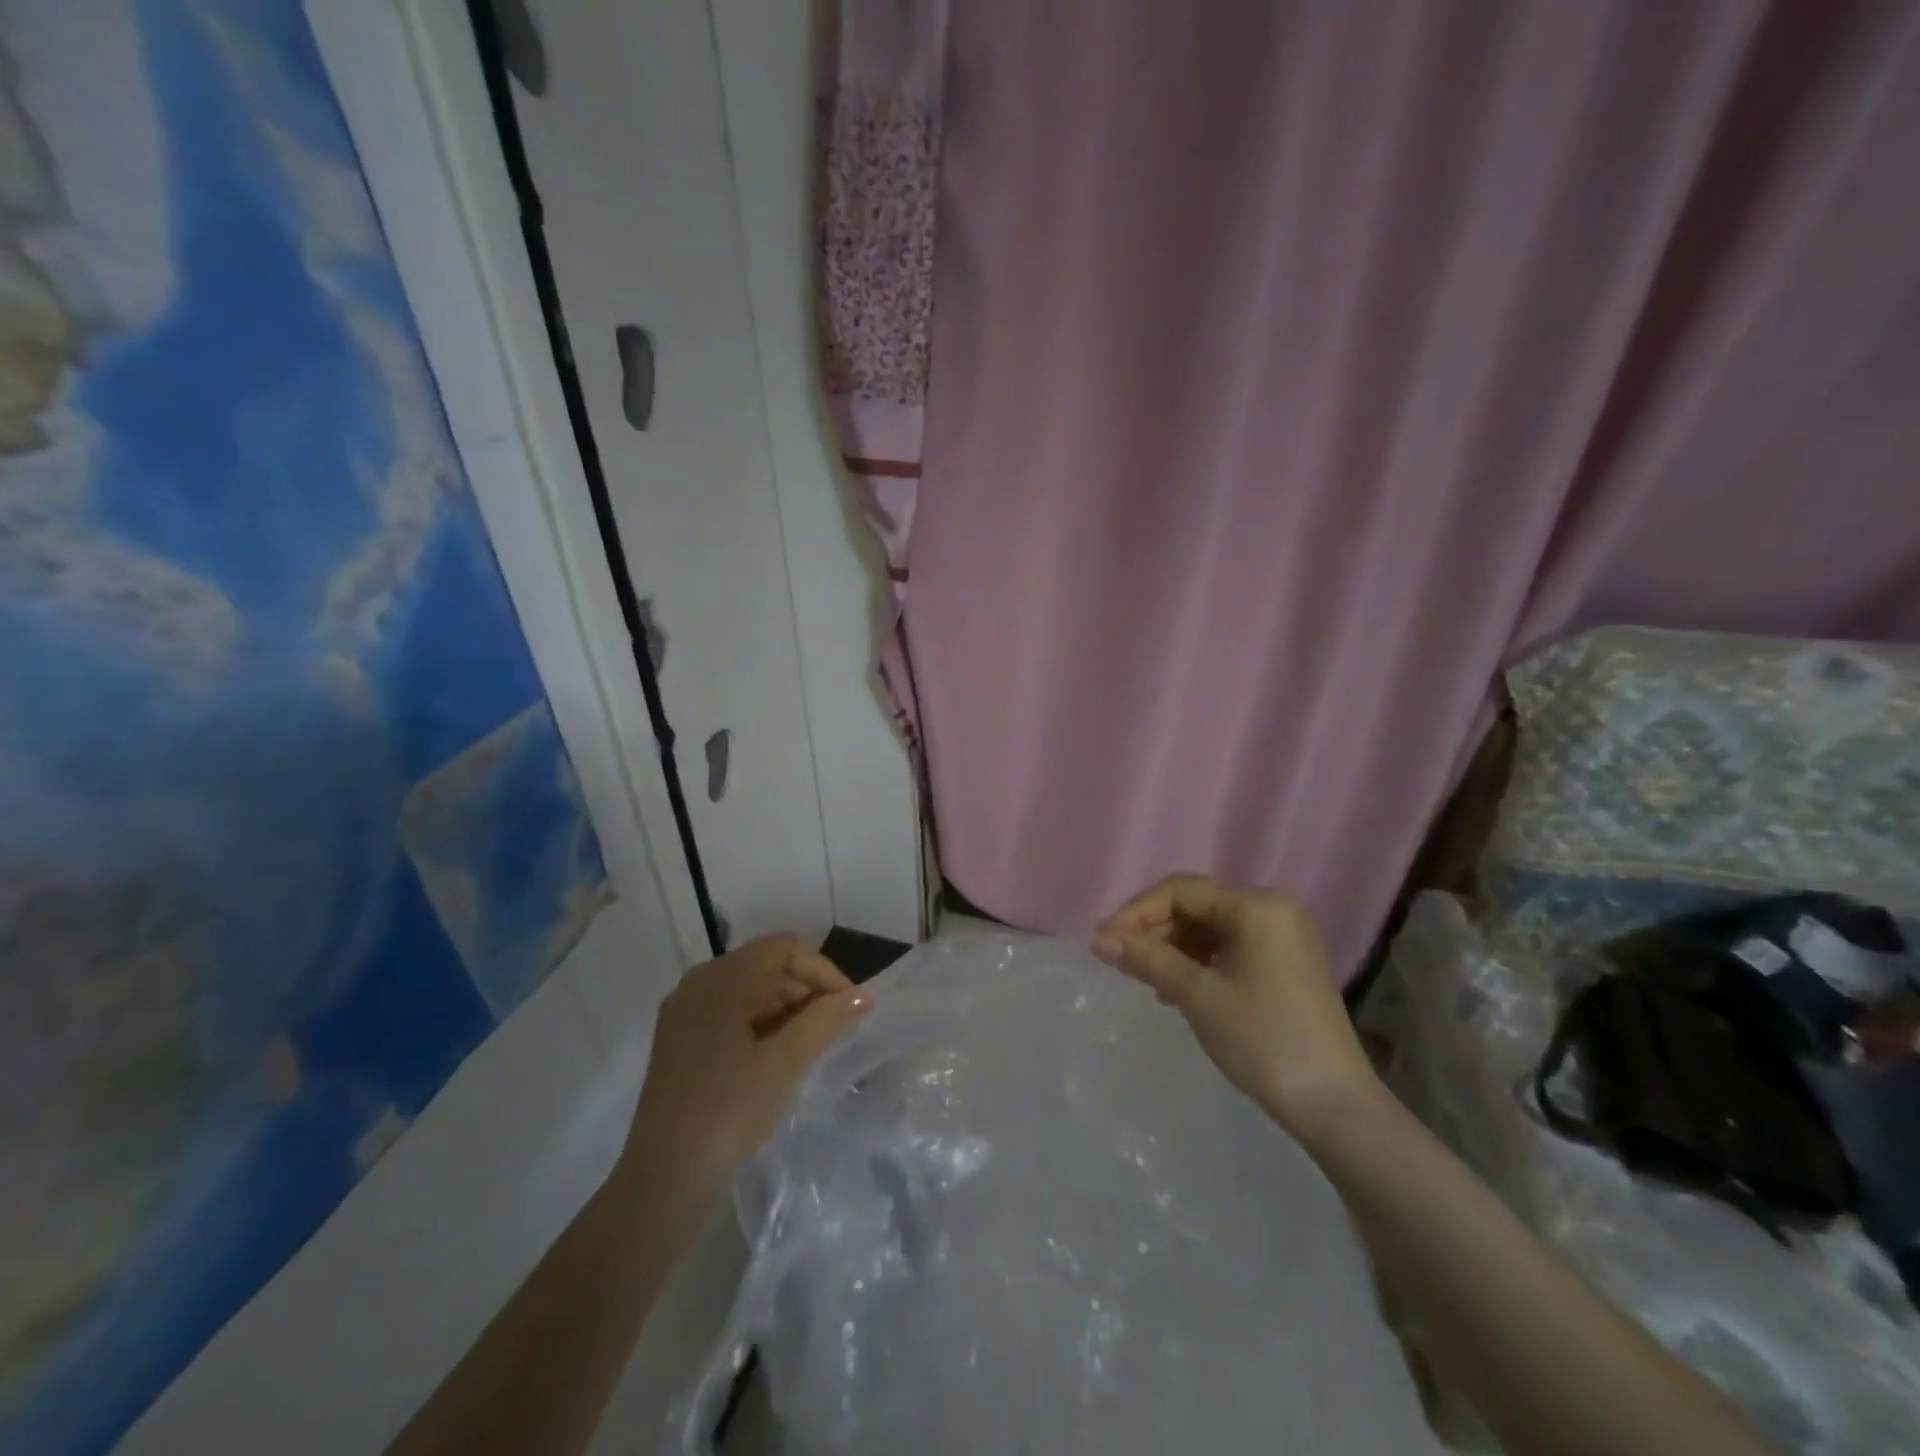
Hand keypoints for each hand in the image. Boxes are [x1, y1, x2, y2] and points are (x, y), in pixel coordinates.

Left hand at [620, 935, 867, 1201]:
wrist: (664, 1179)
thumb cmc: (730, 1109)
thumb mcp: (787, 1062)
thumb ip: (827, 1020)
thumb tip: (865, 995)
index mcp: (721, 978)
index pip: (785, 949)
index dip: (824, 971)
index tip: (850, 1007)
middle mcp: (698, 983)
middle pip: (765, 965)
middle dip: (806, 990)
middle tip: (836, 1028)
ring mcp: (684, 1013)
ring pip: (749, 990)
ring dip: (786, 1009)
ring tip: (812, 1046)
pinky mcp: (679, 1042)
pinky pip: (730, 1014)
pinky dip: (761, 1025)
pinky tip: (778, 1058)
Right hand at [1092, 874, 1377, 1140]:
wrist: (1334, 1106)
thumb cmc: (1262, 1040)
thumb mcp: (1197, 995)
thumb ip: (1146, 959)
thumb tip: (1098, 940)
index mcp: (1256, 906)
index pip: (1181, 890)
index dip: (1136, 912)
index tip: (1104, 941)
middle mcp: (1273, 908)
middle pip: (1196, 905)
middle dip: (1155, 931)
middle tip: (1120, 961)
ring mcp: (1283, 936)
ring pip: (1211, 927)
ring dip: (1174, 948)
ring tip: (1146, 980)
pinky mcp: (1286, 963)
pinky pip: (1230, 947)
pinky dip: (1199, 961)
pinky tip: (1177, 989)